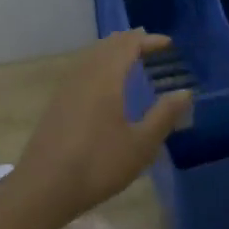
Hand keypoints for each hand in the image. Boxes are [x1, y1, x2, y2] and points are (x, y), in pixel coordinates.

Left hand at [14, 30, 191, 222]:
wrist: (43, 188)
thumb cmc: (98, 164)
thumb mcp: (141, 145)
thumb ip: (164, 116)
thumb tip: (185, 93)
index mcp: (106, 78)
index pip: (128, 45)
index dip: (149, 40)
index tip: (168, 44)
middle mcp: (84, 75)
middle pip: (107, 45)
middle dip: (130, 41)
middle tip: (151, 46)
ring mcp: (66, 89)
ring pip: (91, 56)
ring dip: (112, 52)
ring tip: (130, 59)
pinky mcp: (56, 104)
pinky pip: (81, 70)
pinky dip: (98, 65)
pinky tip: (103, 85)